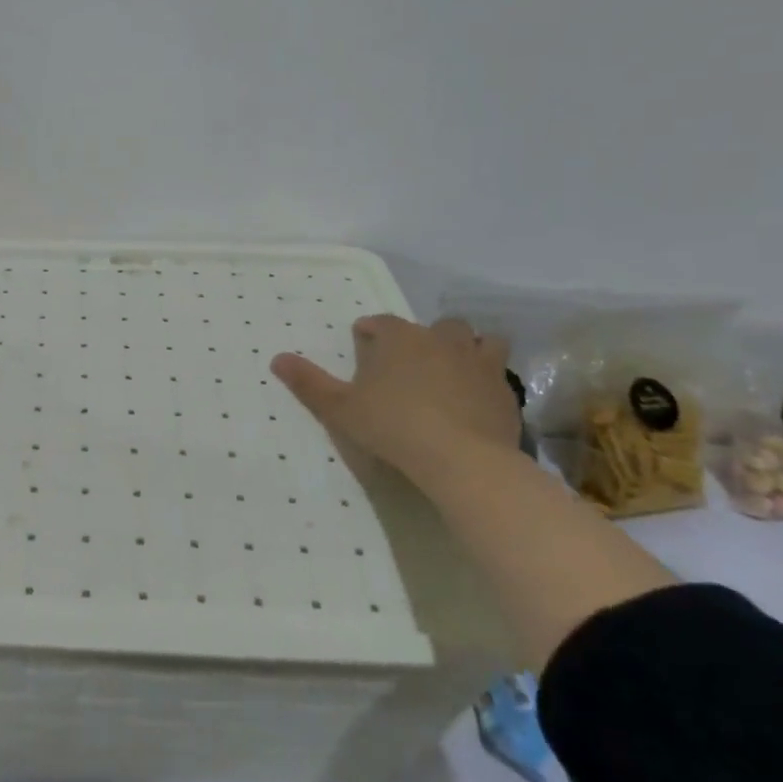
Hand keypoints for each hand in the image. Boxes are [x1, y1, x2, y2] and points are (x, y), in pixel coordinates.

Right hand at [271, 315, 517, 479]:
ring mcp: (479, 363)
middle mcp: (442, 340)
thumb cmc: (393, 426)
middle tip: (412, 360)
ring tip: (454, 369)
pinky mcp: (505, 391)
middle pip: (438, 326)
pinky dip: (486, 379)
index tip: (364, 340)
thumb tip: (276, 359)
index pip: (383, 322)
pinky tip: (476, 399)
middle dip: (426, 336)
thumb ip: (308, 382)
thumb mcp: (340, 407)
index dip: (372, 330)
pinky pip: (498, 373)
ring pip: (480, 341)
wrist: (462, 459)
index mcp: (401, 338)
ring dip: (467, 348)